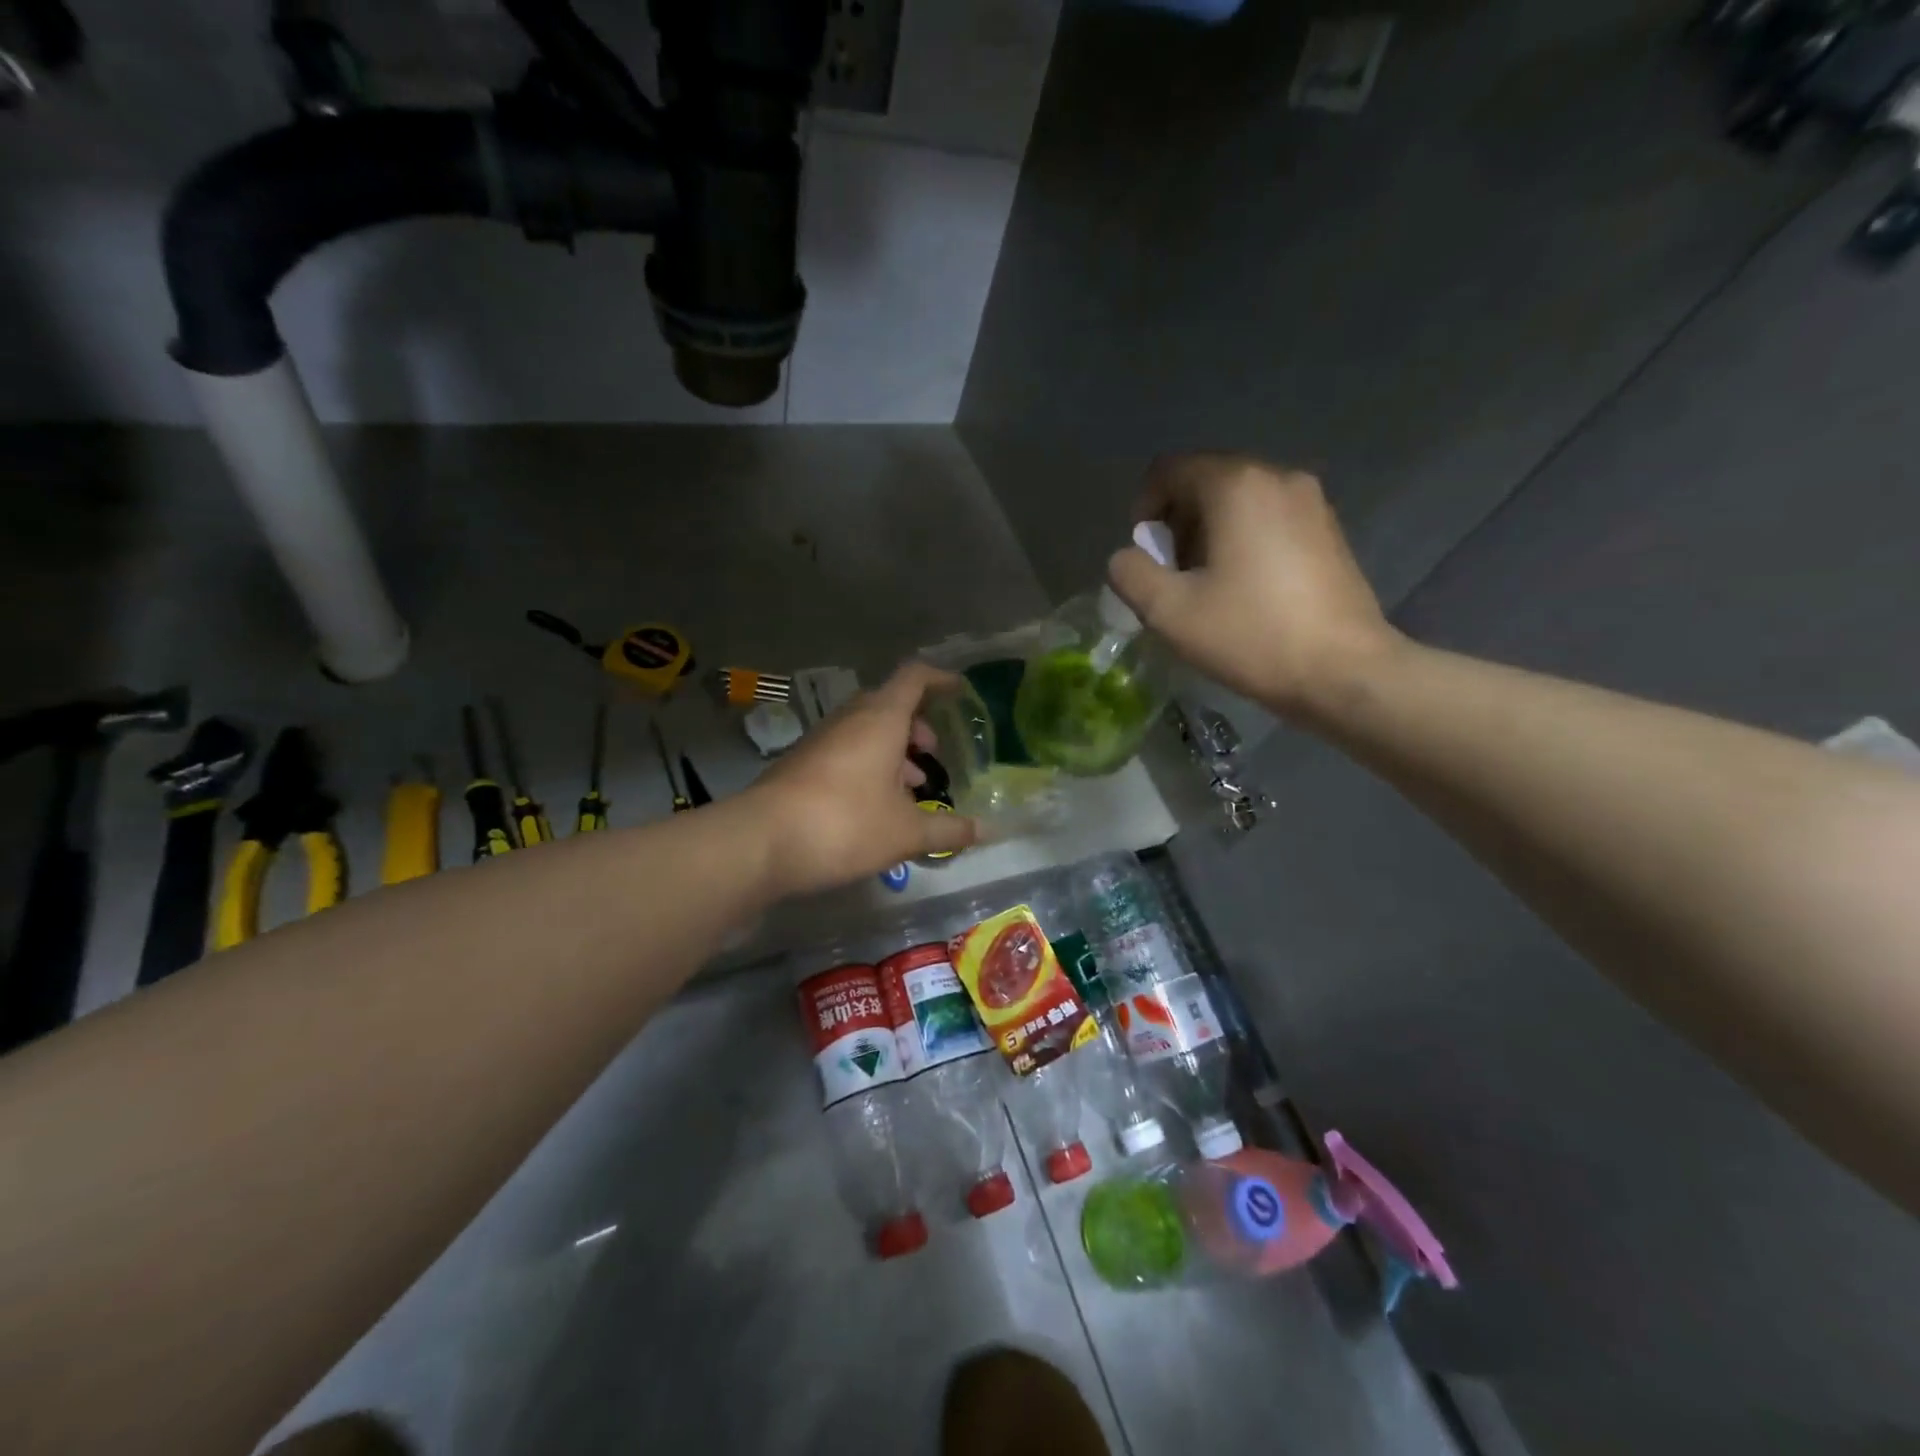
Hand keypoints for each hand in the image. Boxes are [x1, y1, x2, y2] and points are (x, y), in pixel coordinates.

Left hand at [748, 662, 977, 897]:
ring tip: (909, 786)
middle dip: (915, 725)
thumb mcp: (905, 832)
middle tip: (932, 754)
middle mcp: (848, 721)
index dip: (939, 679)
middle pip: (888, 704)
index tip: (959, 690)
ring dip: (891, 749)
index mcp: (880, 720)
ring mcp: (820, 742)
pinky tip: (874, 805)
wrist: (760, 843)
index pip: (913, 678)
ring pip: (864, 731)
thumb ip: (948, 829)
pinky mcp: (800, 765)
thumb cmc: (844, 824)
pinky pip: (844, 751)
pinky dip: (867, 765)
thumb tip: (988, 832)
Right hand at [1107, 452, 1401, 721]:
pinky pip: (1270, 519)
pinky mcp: (1330, 530)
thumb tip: (1126, 558)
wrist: (1344, 671)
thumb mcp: (1170, 612)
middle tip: (1173, 576)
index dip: (1144, 509)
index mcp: (1235, 485)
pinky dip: (1245, 541)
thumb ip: (1131, 574)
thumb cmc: (1251, 635)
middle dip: (1178, 524)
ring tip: (1208, 586)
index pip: (1170, 470)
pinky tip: (1246, 589)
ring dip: (1210, 534)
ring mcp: (1311, 501)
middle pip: (1206, 482)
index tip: (1145, 556)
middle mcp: (1277, 476)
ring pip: (1240, 501)